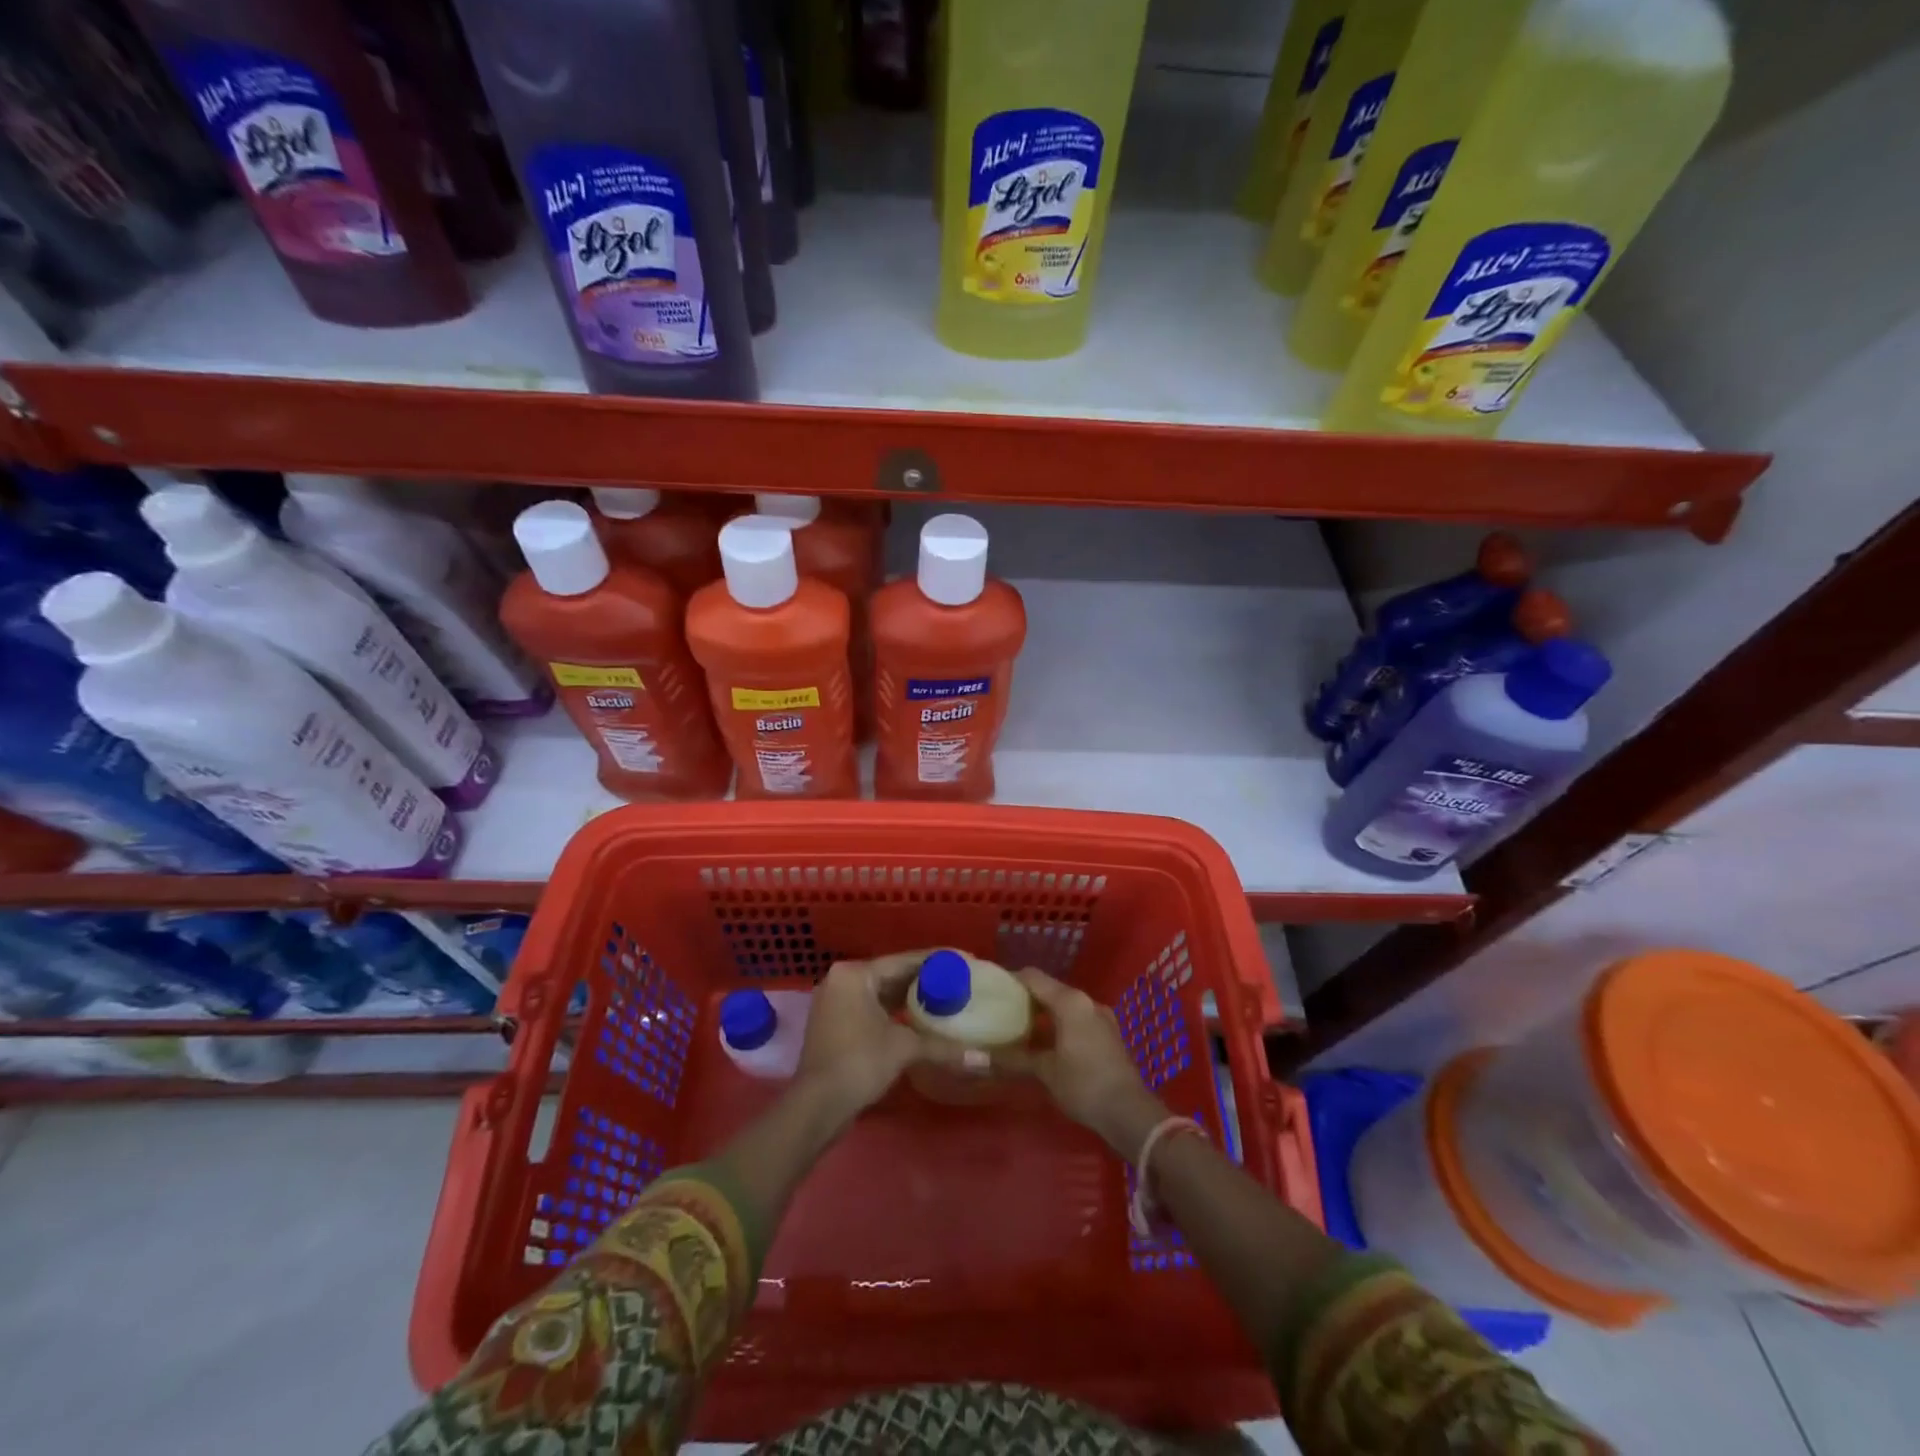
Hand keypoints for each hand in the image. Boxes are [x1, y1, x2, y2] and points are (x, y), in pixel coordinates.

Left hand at [796, 951, 954, 1123]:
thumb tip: (984, 1060)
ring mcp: (834, 1002)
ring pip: (880, 992)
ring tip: (944, 998)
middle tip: (958, 981)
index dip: (936, 961)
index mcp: (855, 974)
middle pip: (891, 974)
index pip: (903, 960)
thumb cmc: (859, 1063)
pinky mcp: (833, 1024)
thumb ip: (943, 1047)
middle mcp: (841, 980)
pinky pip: (870, 1008)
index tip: (964, 961)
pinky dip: (892, 1011)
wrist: (816, 1106)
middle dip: (923, 980)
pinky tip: (917, 1019)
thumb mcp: (904, 1048)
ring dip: (908, 997)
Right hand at [993, 969, 1166, 1157]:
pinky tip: (1045, 1043)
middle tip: (1001, 1011)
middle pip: (1049, 989)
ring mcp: (1100, 1016)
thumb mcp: (1045, 1071)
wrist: (1129, 1112)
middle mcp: (1086, 1001)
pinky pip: (1076, 1018)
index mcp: (1070, 1002)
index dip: (1011, 979)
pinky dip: (1058, 1025)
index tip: (992, 990)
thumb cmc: (1083, 1084)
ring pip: (1064, 1005)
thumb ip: (1014, 1059)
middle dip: (1025, 998)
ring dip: (1042, 1013)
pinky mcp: (1108, 1033)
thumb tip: (979, 1056)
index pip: (1033, 977)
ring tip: (1019, 1028)